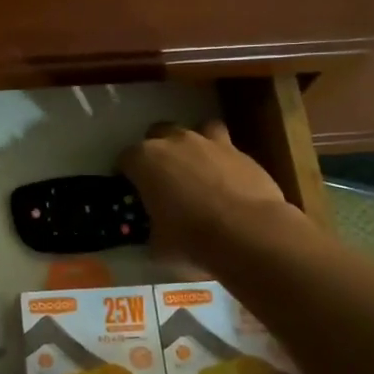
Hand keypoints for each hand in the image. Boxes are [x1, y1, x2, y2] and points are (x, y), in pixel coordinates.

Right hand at [119, 120, 298, 267]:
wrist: (248, 232)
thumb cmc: (192, 237)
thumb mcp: (158, 244)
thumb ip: (151, 231)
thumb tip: (156, 235)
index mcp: (145, 160)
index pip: (125, 159)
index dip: (126, 175)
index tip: (131, 191)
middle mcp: (174, 141)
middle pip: (157, 134)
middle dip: (157, 150)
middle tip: (163, 177)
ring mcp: (210, 142)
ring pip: (196, 129)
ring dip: (193, 145)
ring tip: (197, 168)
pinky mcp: (241, 151)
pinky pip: (226, 148)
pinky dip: (223, 160)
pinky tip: (228, 182)